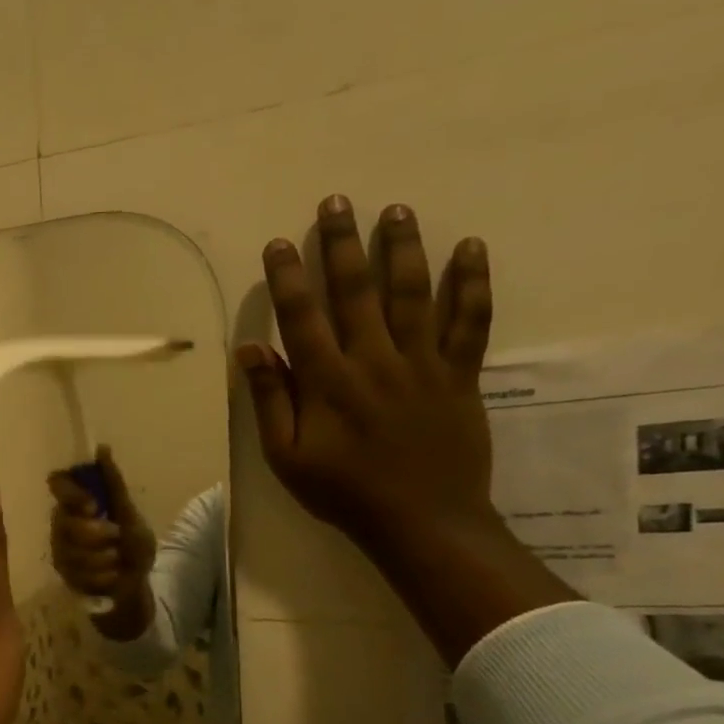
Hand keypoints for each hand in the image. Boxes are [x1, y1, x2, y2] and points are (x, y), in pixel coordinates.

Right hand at [46, 446, 155, 596]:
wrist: (136, 584)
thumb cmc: (132, 545)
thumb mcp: (129, 513)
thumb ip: (113, 484)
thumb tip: (102, 448)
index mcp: (77, 502)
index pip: (57, 483)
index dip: (71, 493)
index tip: (93, 506)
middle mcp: (61, 522)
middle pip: (65, 522)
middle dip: (96, 534)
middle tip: (116, 537)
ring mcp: (59, 549)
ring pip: (71, 551)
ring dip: (103, 558)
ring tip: (117, 560)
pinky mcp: (62, 573)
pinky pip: (77, 573)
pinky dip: (102, 575)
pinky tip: (111, 576)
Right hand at [238, 195, 498, 553]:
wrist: (422, 521)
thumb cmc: (343, 492)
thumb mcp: (286, 457)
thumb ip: (272, 400)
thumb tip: (251, 349)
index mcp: (328, 382)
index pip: (302, 316)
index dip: (288, 277)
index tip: (279, 243)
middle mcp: (374, 360)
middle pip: (357, 291)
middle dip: (342, 244)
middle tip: (337, 202)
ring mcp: (422, 364)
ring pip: (413, 294)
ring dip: (402, 249)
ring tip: (395, 210)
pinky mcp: (459, 375)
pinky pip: (470, 321)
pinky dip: (472, 284)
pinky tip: (470, 248)